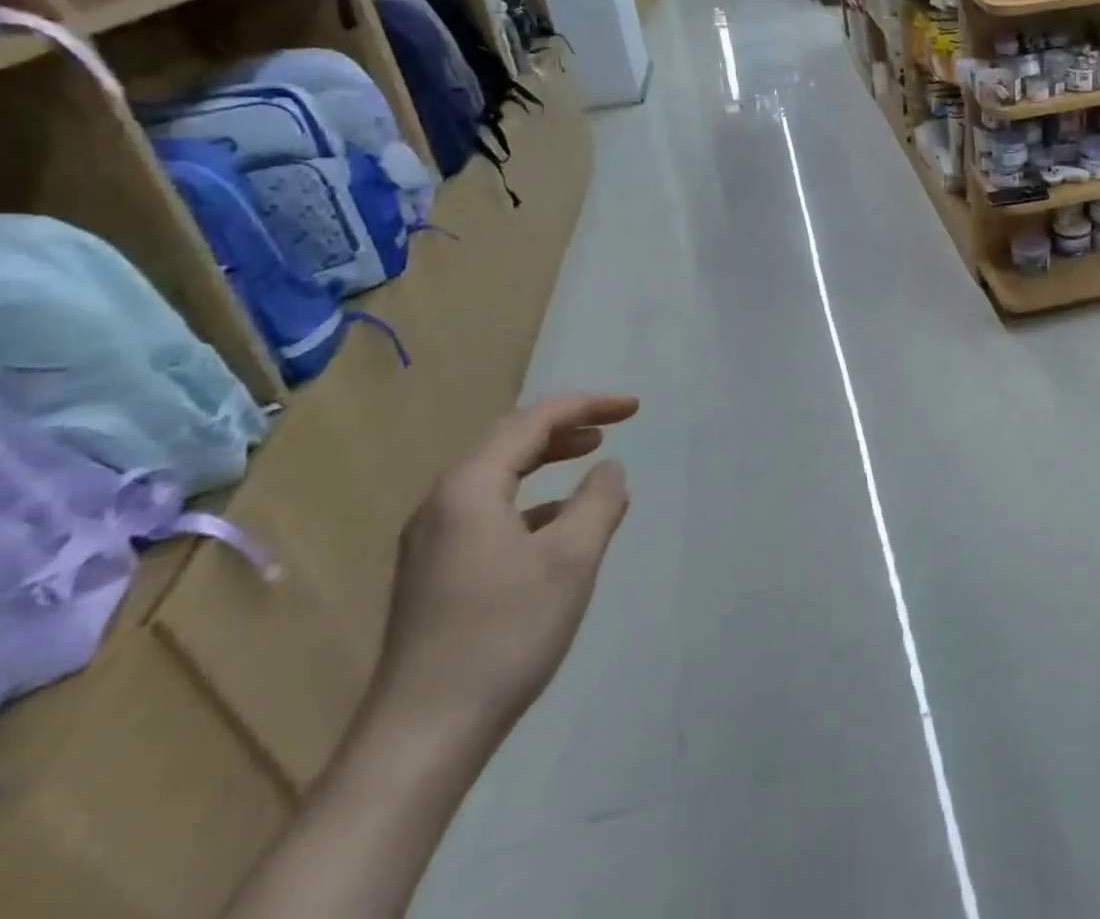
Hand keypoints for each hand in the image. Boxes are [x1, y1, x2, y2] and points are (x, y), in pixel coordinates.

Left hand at [373, 394, 636, 735]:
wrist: (421, 738)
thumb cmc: (504, 634)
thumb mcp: (571, 558)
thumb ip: (598, 501)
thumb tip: (609, 469)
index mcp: (469, 488)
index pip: (533, 421)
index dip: (587, 406)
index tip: (635, 409)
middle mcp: (442, 504)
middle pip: (509, 441)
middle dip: (565, 426)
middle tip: (613, 426)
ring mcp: (432, 542)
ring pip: (498, 476)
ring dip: (547, 458)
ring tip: (590, 457)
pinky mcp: (435, 574)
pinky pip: (491, 510)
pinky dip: (532, 498)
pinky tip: (557, 522)